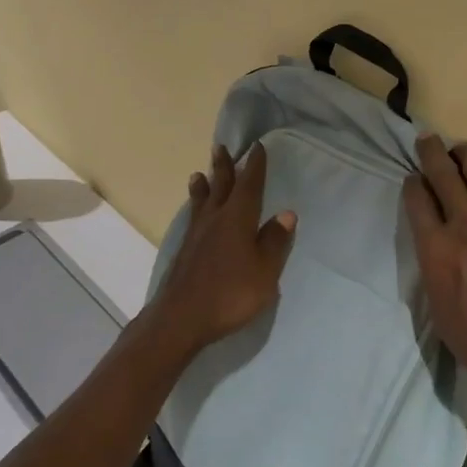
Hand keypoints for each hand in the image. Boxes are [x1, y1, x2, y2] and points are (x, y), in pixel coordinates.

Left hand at [149, 143, 296, 356]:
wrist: (180, 319)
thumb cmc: (230, 293)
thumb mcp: (264, 271)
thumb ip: (274, 241)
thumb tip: (286, 214)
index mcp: (238, 218)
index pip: (249, 185)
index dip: (255, 166)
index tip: (257, 147)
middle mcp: (215, 219)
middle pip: (221, 186)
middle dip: (224, 167)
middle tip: (221, 147)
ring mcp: (196, 236)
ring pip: (202, 202)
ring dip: (204, 185)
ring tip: (199, 174)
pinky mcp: (184, 252)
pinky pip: (193, 218)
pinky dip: (196, 207)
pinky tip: (195, 214)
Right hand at [404, 135, 466, 435]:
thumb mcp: (438, 309)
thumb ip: (434, 264)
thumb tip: (435, 239)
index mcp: (437, 249)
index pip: (417, 199)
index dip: (412, 183)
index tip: (412, 179)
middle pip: (443, 172)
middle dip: (431, 152)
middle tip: (428, 140)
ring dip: (466, 156)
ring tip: (462, 152)